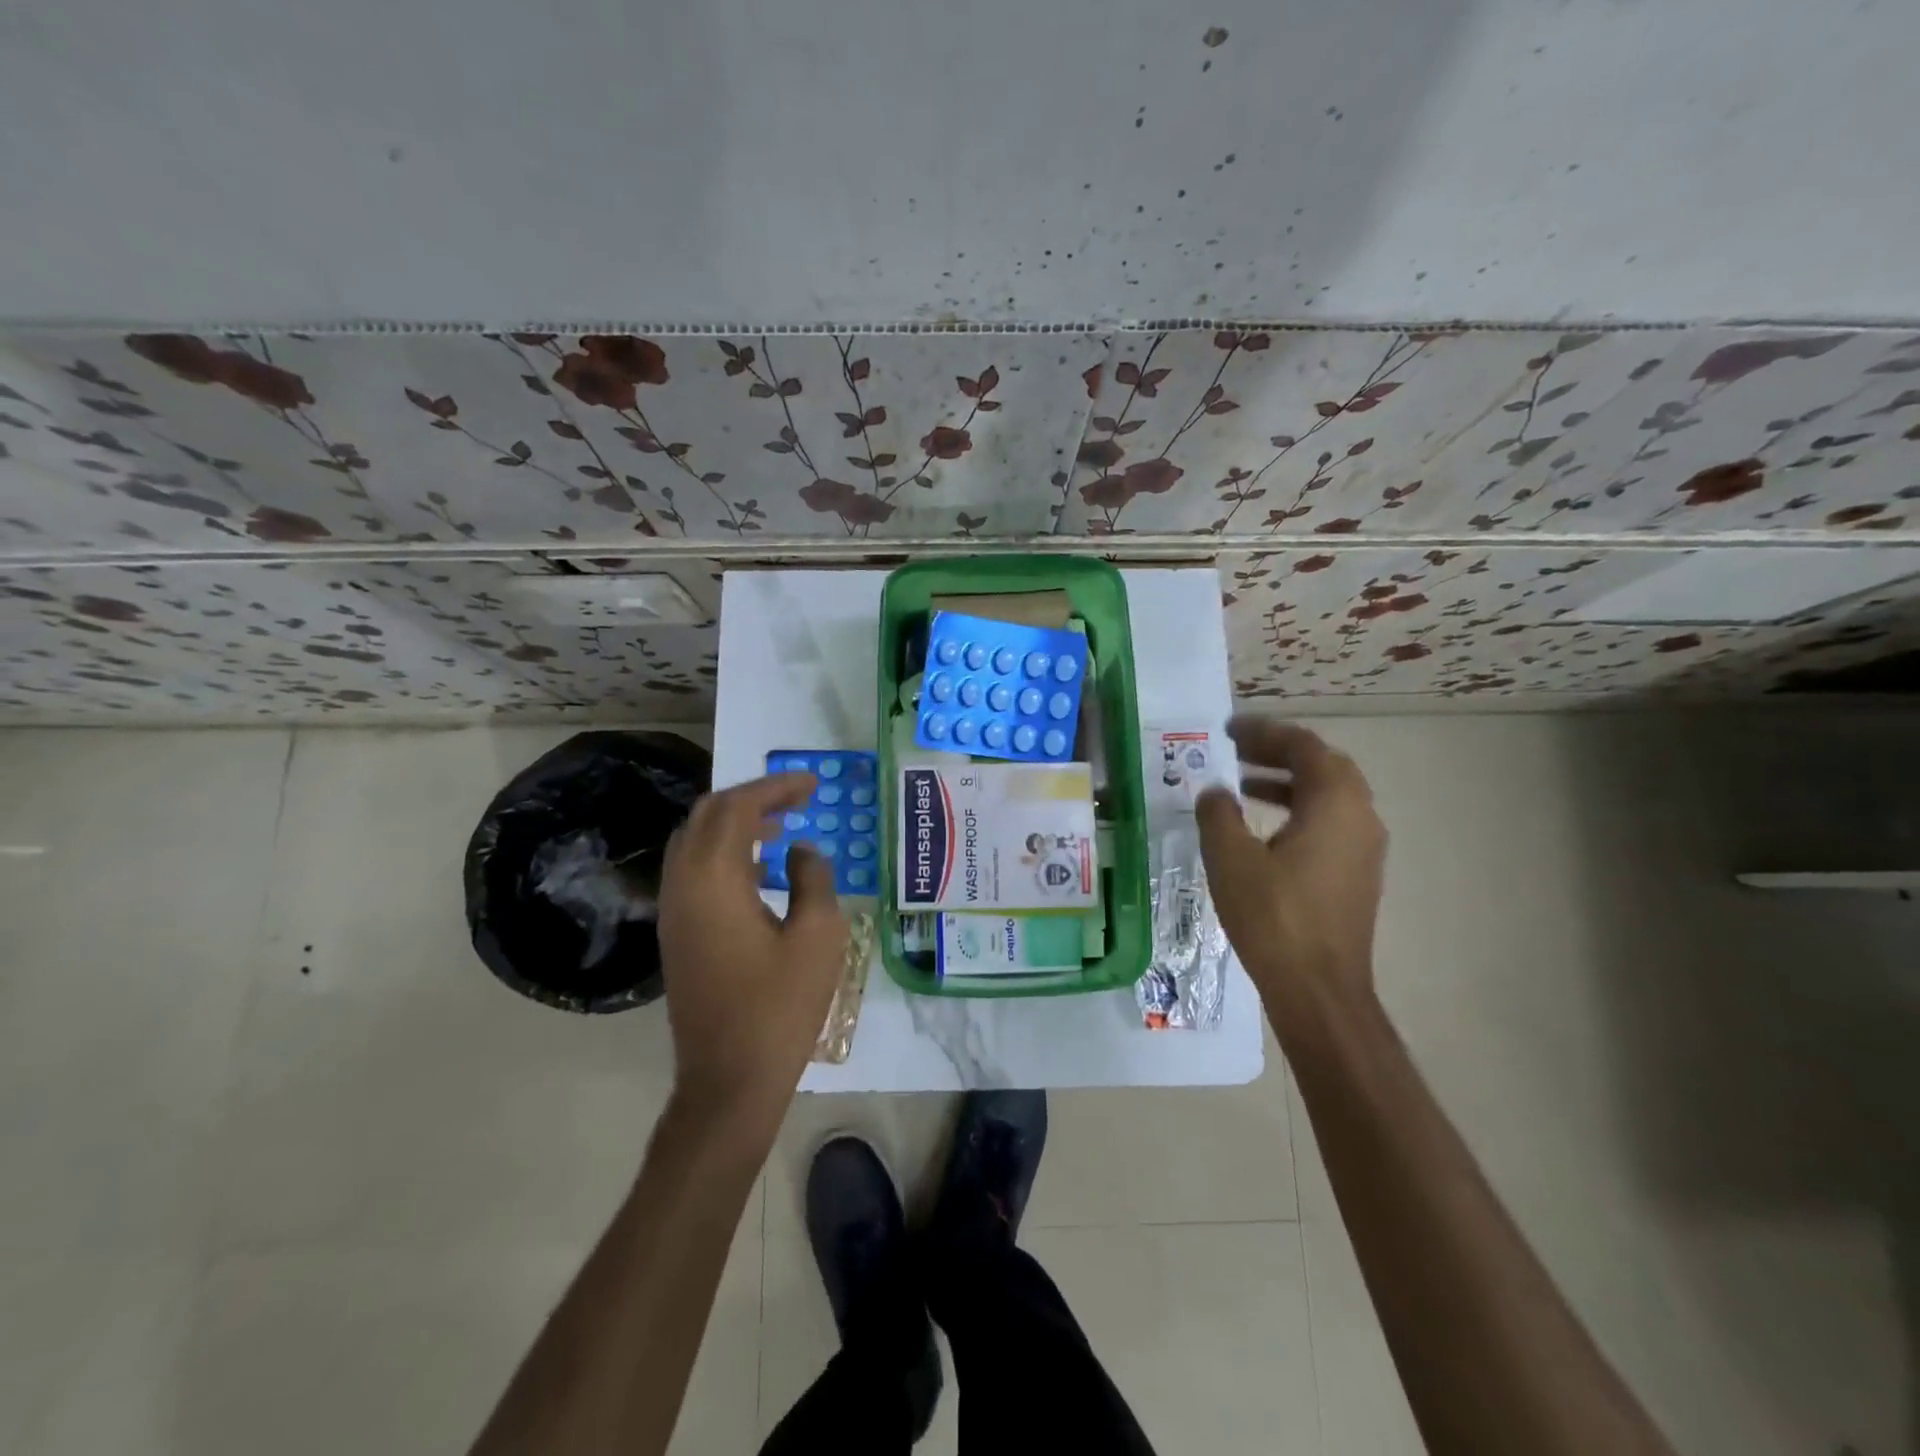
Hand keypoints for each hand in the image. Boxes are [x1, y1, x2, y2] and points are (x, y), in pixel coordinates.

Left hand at [657, 772, 849, 1127]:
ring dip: (736, 824)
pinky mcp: (676, 933)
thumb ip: (813, 877)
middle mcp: (682, 884)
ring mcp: (673, 910)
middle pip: (708, 815)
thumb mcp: (818, 936)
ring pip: (696, 841)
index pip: (738, 807)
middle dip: (752, 798)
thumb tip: (799, 850)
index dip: (777, 787)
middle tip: (796, 799)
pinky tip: (761, 872)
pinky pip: (694, 871)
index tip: (813, 784)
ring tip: (782, 828)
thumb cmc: (780, 1007)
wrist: (729, 1080)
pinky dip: (725, 853)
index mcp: (714, 878)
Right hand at [1196, 717, 1385, 1012]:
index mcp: (1335, 802)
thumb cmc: (1274, 916)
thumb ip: (1219, 813)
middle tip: (1234, 752)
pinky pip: (1330, 822)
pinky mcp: (1357, 874)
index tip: (1227, 730)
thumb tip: (1216, 791)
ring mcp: (1364, 848)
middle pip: (1322, 766)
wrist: (1318, 989)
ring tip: (1241, 786)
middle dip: (1277, 753)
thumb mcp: (1230, 858)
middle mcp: (1360, 816)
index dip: (1264, 732)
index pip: (1303, 746)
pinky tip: (1261, 829)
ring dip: (1286, 782)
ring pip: (1328, 795)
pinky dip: (1297, 810)